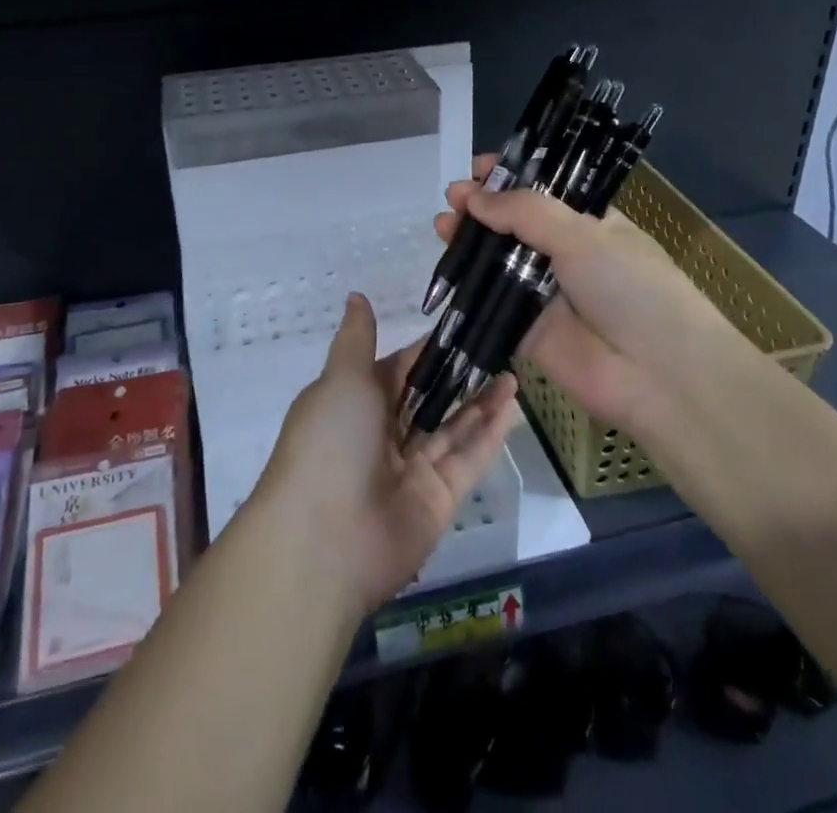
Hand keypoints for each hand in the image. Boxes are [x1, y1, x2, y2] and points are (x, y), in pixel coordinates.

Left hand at [255, 293, 519, 613]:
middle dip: (461, 377)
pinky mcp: (438, 501)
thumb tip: (356, 295)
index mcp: (356, 403)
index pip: (400, 369)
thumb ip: (357, 339)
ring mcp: (412, 469)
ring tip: (513, 371)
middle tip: (500, 347)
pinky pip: (467, 460)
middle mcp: (384, 434)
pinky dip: (489, 435)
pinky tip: (513, 406)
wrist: (323, 540)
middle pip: (430, 399)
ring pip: (453, 428)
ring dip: (481, 402)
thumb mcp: (341, 379)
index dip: (429, 350)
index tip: (464, 326)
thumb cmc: (329, 442)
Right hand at [435, 156, 751, 434]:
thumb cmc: (630, 287)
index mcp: (589, 223)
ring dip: (470, 240)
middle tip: (453, 196)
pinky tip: (446, 263)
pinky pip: (491, 302)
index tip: (479, 168)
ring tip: (443, 223)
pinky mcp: (525, 330)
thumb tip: (473, 196)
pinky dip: (467, 284)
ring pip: (498, 260)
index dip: (511, 178)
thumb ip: (524, 212)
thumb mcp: (582, 235)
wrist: (659, 374)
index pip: (543, 191)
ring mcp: (544, 293)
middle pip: (514, 224)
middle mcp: (564, 254)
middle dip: (483, 207)